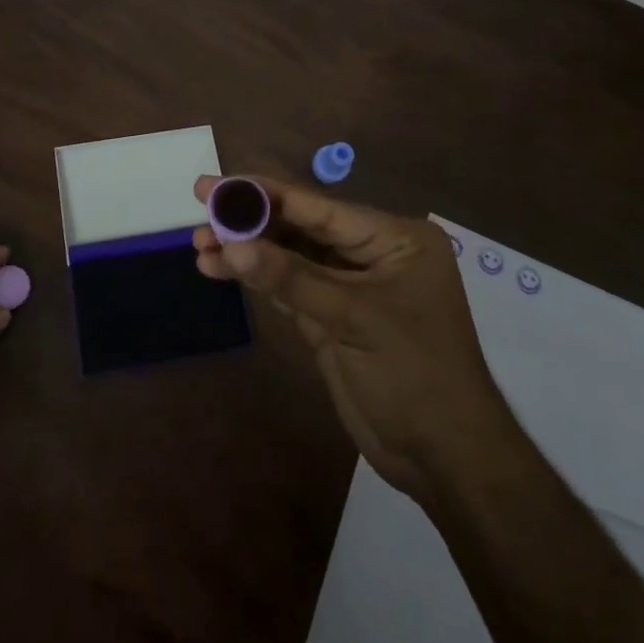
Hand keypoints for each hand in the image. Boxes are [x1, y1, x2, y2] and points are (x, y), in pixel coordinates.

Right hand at [193, 176, 517, 501]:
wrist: (445, 457)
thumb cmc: (414, 374)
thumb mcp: (353, 318)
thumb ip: (290, 278)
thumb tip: (229, 245)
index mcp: (394, 238)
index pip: (319, 207)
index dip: (264, 194)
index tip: (217, 185)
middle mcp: (372, 253)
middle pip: (301, 227)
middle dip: (251, 221)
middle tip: (200, 207)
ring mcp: (350, 286)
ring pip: (291, 257)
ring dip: (247, 251)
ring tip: (199, 245)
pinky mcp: (333, 317)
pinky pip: (289, 287)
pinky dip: (257, 279)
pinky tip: (220, 269)